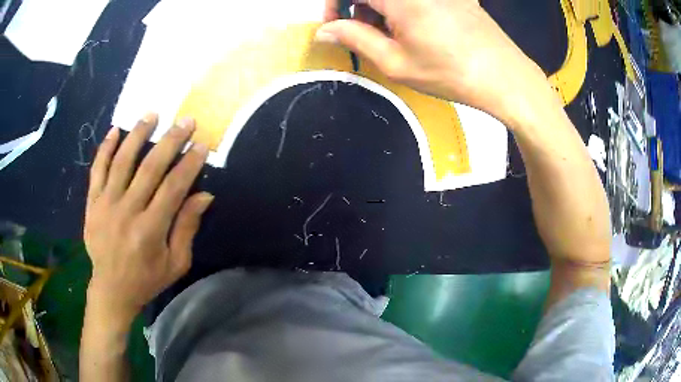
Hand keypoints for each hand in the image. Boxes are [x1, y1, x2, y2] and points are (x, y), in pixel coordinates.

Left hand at [84, 114, 212, 322]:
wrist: (111, 290)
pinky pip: (97, 170)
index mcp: (150, 230)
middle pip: (150, 168)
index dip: (189, 164)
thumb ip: (187, 228)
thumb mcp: (175, 263)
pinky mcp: (92, 203)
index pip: (173, 188)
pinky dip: (105, 148)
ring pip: (122, 161)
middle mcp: (126, 212)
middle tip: (185, 121)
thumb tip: (204, 195)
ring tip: (152, 114)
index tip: (201, 144)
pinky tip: (115, 130)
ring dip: (138, 134)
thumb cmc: (147, 279)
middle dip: (170, 141)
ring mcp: (105, 205)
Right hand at [318, 0, 553, 126]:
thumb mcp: (395, 61)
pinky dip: (403, 8)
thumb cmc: (450, 72)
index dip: (334, 6)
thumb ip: (354, 39)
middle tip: (364, 36)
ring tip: (392, 38)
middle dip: (358, 8)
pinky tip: (414, 29)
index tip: (334, 27)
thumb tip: (324, 31)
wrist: (505, 76)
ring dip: (381, 9)